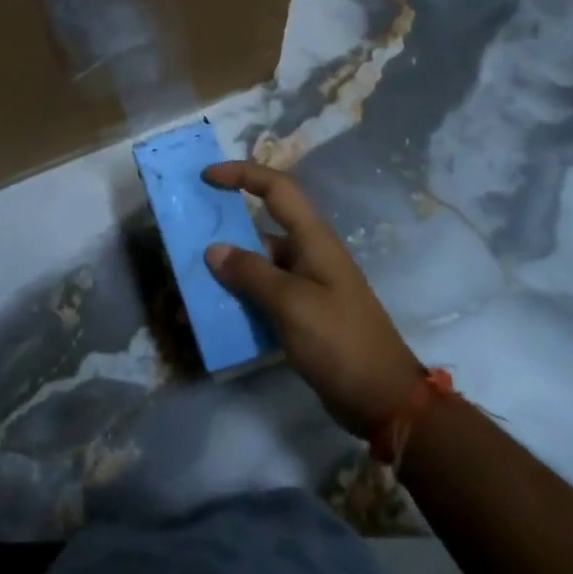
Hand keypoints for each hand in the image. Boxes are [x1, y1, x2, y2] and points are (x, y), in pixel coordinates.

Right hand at [203, 161, 421, 438]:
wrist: (384, 400)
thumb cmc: (340, 341)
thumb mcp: (292, 304)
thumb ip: (251, 273)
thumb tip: (214, 249)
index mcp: (314, 239)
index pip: (277, 189)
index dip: (242, 174)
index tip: (207, 176)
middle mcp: (310, 254)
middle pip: (263, 226)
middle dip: (227, 228)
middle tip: (188, 235)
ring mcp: (308, 285)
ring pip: (260, 263)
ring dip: (230, 268)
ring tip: (193, 277)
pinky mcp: (304, 313)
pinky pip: (265, 293)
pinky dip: (242, 295)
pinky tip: (217, 310)